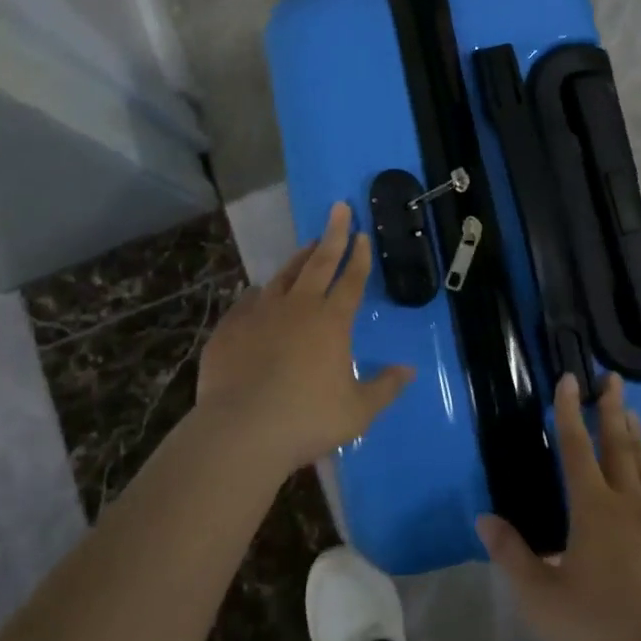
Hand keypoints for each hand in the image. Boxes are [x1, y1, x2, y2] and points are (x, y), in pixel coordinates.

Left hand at [196, 202, 413, 474]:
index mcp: (331, 322)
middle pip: (319, 262)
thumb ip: (384, 388)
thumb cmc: (307, 420)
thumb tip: (409, 370)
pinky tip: (259, 292)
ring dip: (299, 258)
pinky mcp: (231, 328)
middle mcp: (298, 307)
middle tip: (339, 208)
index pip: (351, 280)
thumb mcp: (357, 411)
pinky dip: (260, 293)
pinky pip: (249, 301)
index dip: (359, 256)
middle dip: (333, 234)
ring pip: (283, 276)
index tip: (362, 234)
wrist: (240, 431)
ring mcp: (260, 314)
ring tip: (308, 245)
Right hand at [478, 374, 640, 640]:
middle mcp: (631, 502)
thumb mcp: (541, 600)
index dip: (570, 411)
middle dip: (613, 409)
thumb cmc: (599, 632)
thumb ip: (512, 555)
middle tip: (613, 380)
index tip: (570, 379)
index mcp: (592, 509)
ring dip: (639, 440)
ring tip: (633, 416)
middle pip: (619, 446)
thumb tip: (484, 518)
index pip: (576, 447)